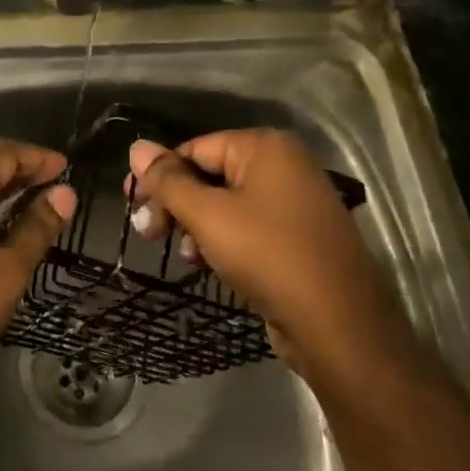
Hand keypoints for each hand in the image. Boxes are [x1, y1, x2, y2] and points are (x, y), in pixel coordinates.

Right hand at [126, 130, 407, 380]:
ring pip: (226, 203)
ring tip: (186, 255)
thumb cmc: (267, 255)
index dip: (159, 176)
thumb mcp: (207, 215)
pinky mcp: (298, 236)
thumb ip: (168, 180)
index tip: (131, 205)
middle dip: (176, 204)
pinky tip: (208, 263)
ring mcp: (295, 201)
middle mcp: (284, 165)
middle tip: (147, 232)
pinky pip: (248, 225)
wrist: (338, 324)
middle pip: (210, 174)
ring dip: (196, 226)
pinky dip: (223, 240)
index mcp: (265, 147)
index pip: (195, 149)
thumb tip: (136, 147)